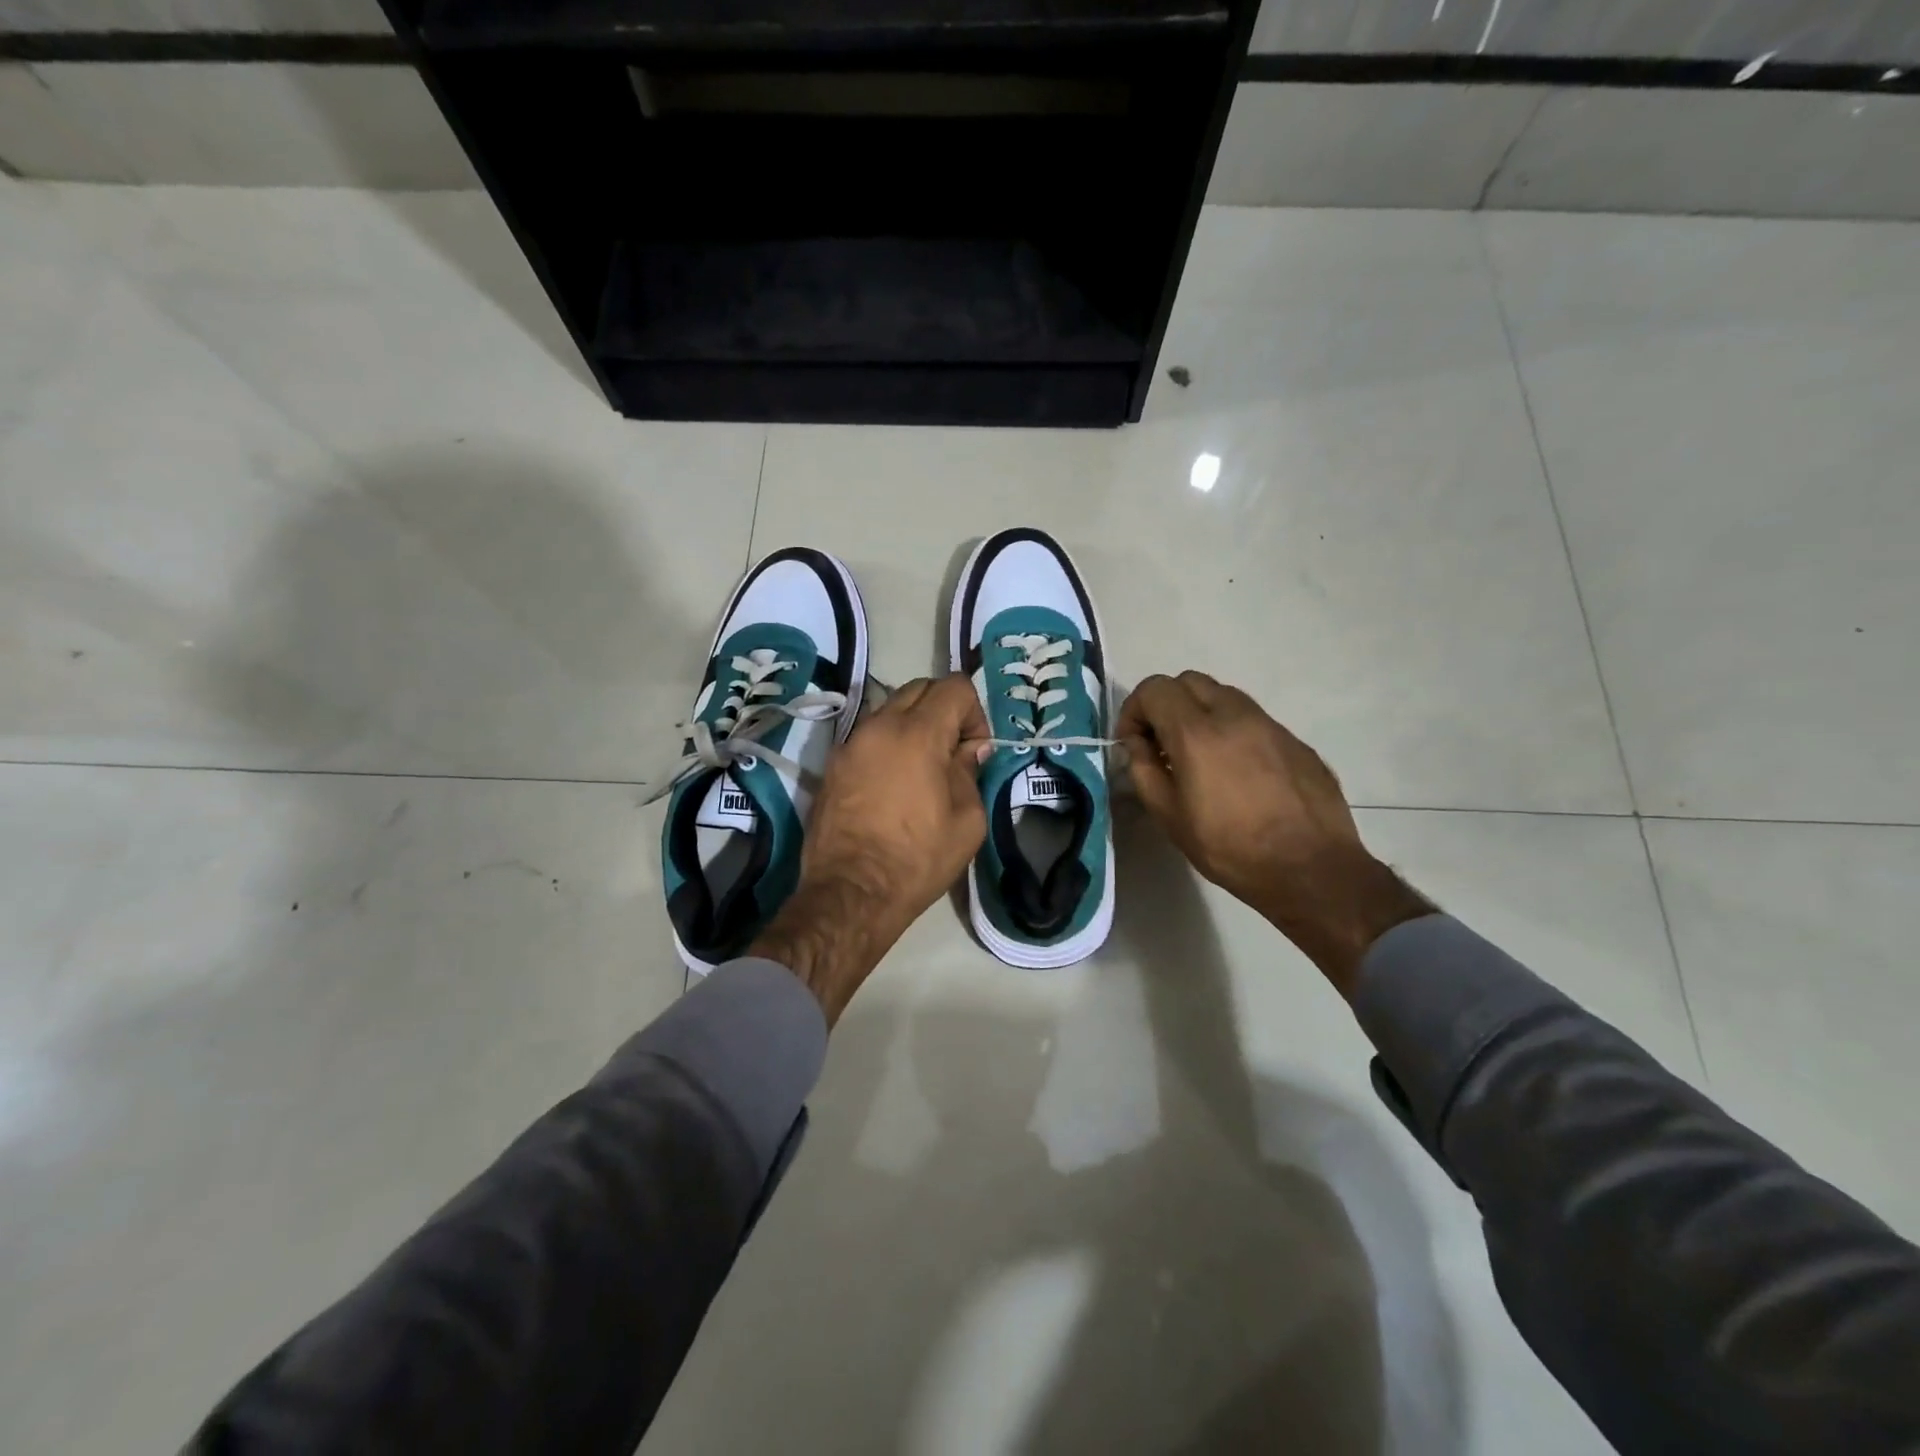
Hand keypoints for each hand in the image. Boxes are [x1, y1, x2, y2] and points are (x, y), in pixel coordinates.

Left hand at [751, 675, 990, 1022]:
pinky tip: (894, 784)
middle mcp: (879, 726)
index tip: (974, 750)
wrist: (851, 892)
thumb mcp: (967, 820)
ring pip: (890, 709)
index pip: (954, 687)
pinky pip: (869, 736)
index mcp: (917, 733)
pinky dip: (888, 744)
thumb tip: (969, 749)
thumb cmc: (917, 859)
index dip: (974, 712)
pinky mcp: (833, 764)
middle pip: (920, 688)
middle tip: (952, 754)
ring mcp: (850, 743)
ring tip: (922, 770)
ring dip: (913, 726)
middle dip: (944, 710)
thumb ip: (970, 771)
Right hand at [1117, 672, 1432, 994]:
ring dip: (1201, 713)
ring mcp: (1270, 724)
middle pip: (1190, 681)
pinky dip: (1232, 731)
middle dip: (1167, 704)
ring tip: (1199, 756)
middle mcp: (1234, 715)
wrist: (1311, 869)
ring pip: (1224, 695)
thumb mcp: (1170, 816)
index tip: (1133, 741)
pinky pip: (1253, 720)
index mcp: (1197, 732)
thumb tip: (1136, 743)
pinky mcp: (1295, 740)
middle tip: (1162, 743)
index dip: (1135, 709)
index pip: (1155, 689)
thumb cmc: (1230, 848)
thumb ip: (1144, 770)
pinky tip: (1237, 772)